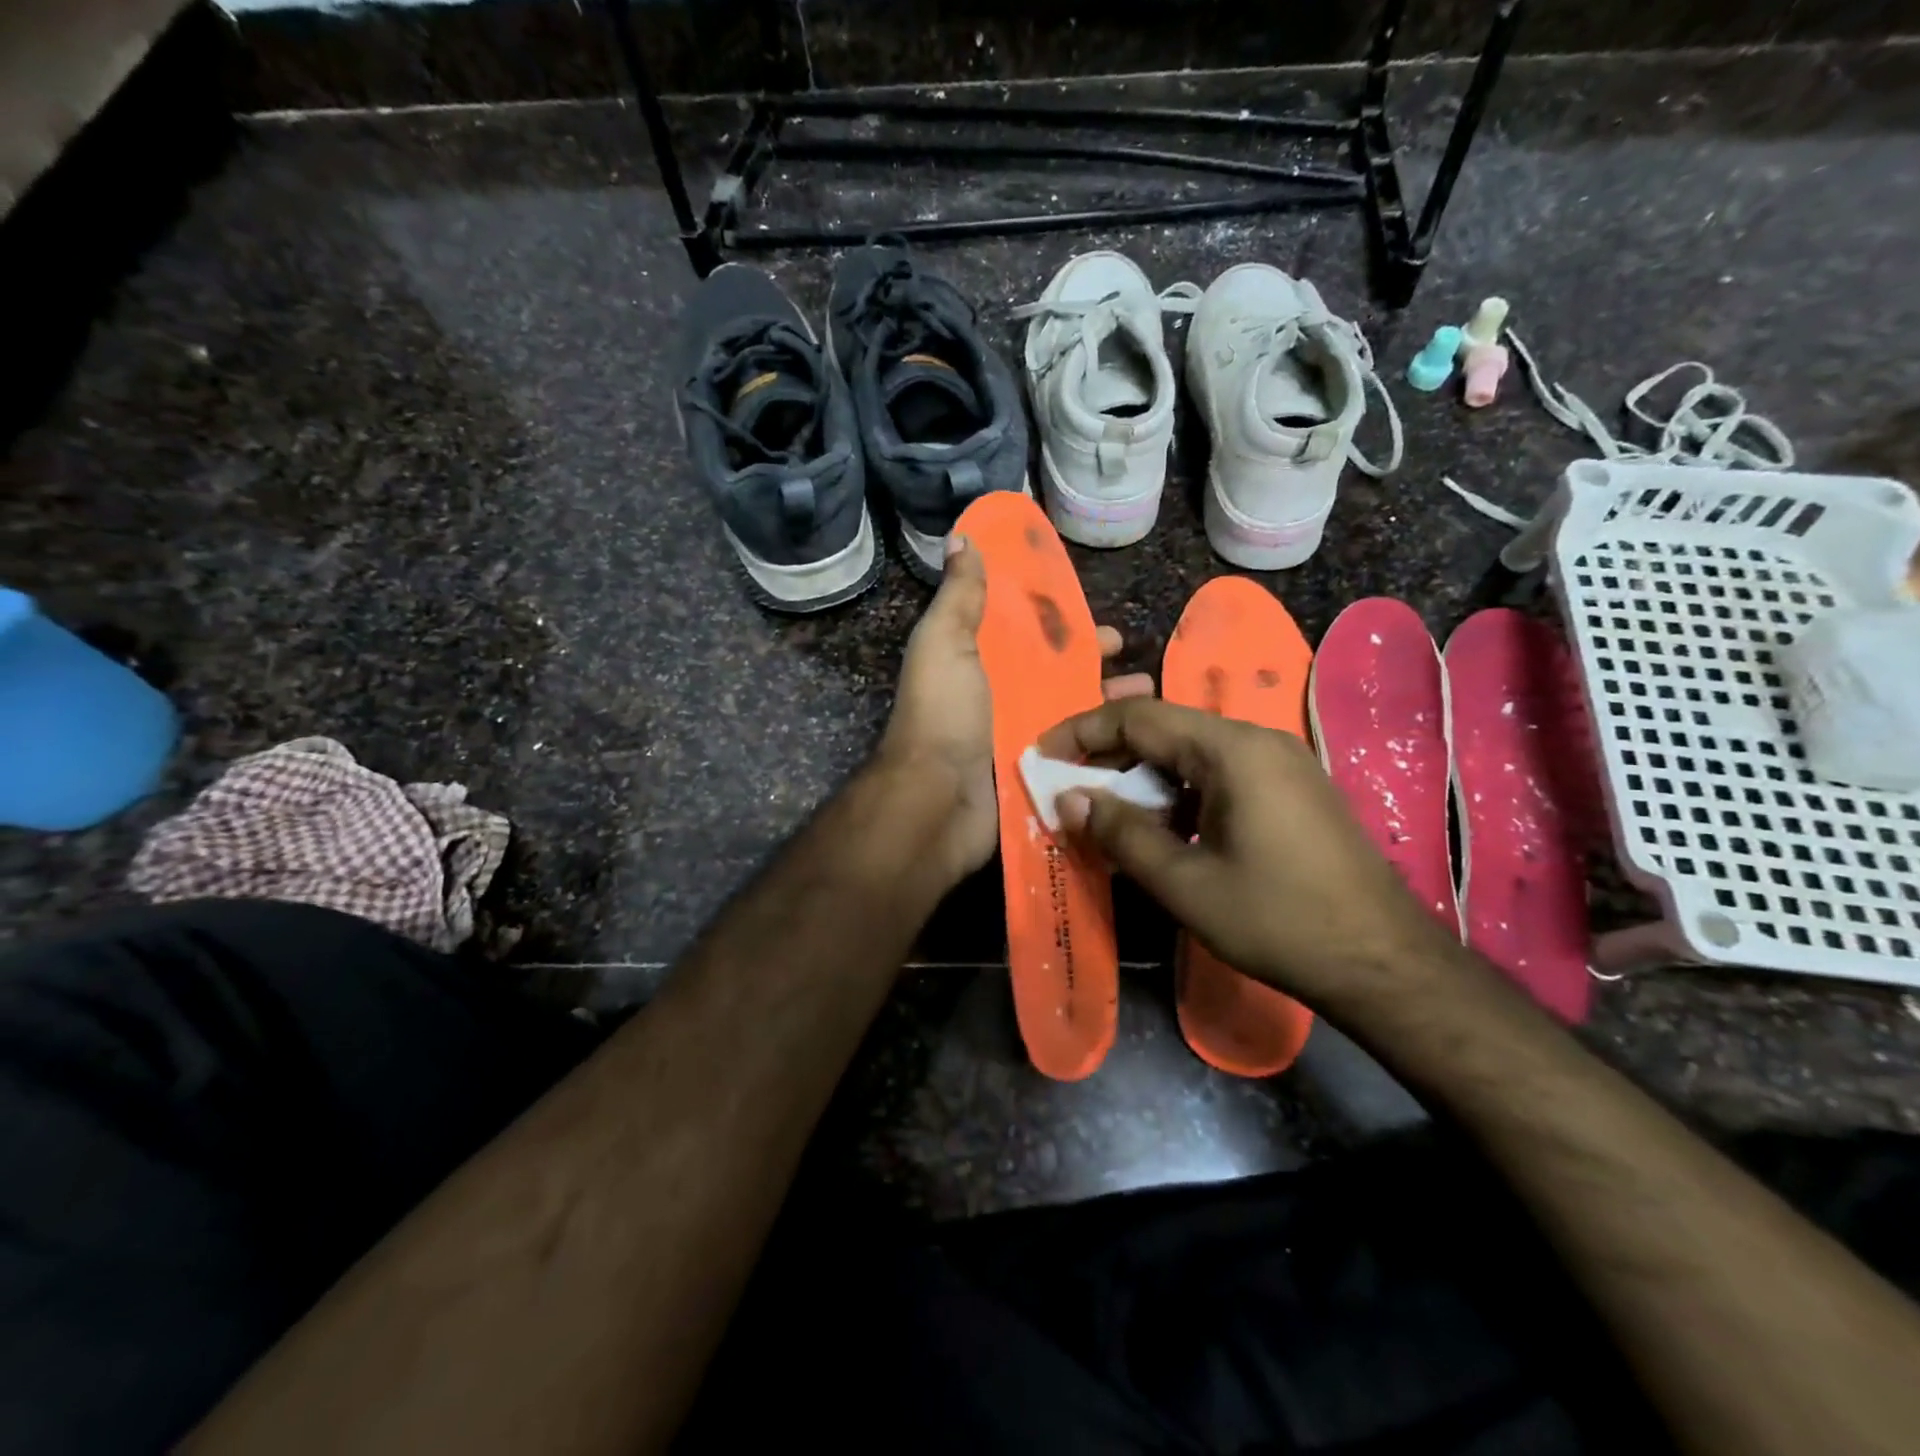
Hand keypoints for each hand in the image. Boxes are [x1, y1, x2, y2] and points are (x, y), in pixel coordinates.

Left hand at [878, 535, 1152, 886]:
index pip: (1031, 634)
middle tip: (1136, 657)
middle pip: (1060, 674)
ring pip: (1076, 714)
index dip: (1064, 623)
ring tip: (1152, 695)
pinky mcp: (1042, 775)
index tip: (1099, 616)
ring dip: (1111, 704)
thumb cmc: (943, 715)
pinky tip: (1145, 739)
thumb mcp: (945, 643)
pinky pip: (1080, 754)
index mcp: (982, 662)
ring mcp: (1024, 739)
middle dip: (1097, 663)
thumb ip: (959, 596)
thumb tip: (962, 539)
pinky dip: (1109, 746)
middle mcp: (1004, 698)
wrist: (937, 801)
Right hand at [1037, 698, 1460, 1009]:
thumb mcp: (1185, 883)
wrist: (1384, 962)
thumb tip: (1069, 798)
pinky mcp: (1292, 788)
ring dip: (1144, 775)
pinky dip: (1180, 791)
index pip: (1141, 717)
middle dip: (1111, 753)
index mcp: (1233, 750)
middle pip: (1167, 728)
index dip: (1084, 731)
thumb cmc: (1278, 920)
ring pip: (1192, 751)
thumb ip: (1121, 833)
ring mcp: (1281, 762)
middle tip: (1069, 786)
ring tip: (1108, 811)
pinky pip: (1220, 772)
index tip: (1044, 755)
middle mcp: (1258, 741)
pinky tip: (1163, 827)